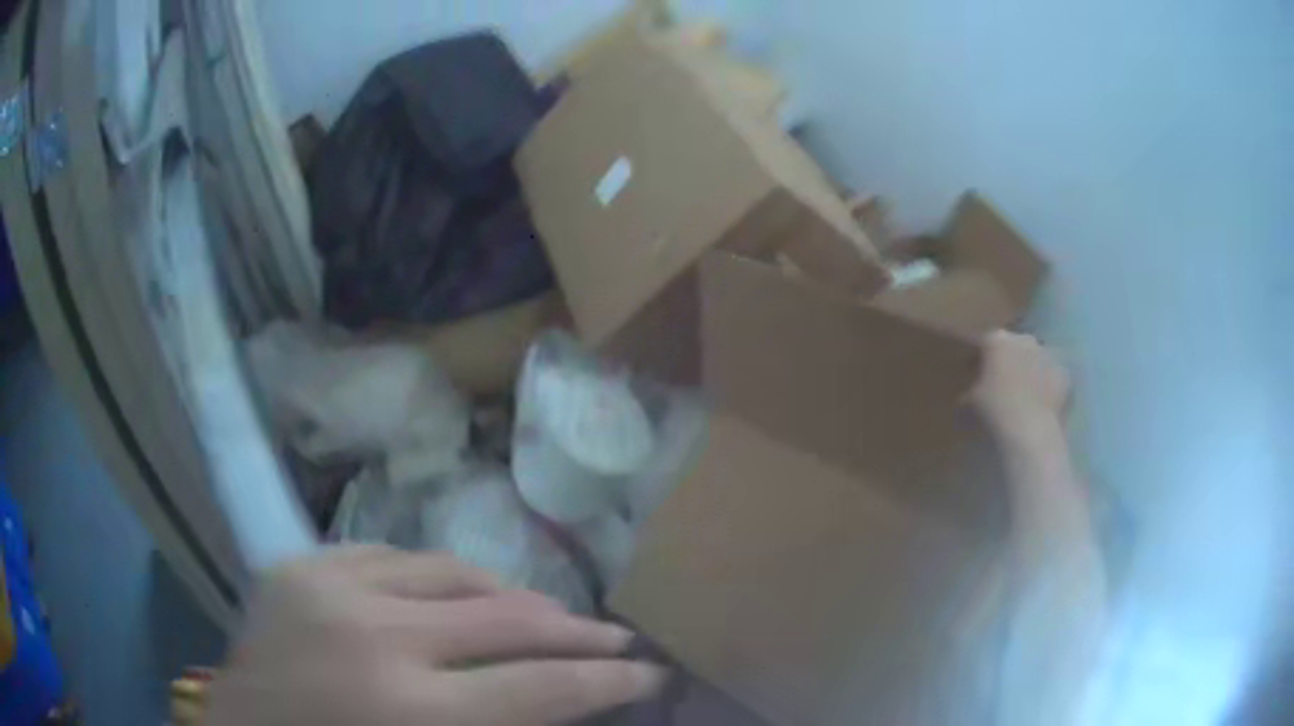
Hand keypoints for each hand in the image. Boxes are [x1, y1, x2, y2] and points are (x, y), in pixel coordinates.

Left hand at [205, 546, 663, 725]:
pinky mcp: (299, 566)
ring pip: (455, 571)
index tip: (650, 672)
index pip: (544, 687)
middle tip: (615, 638)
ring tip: (542, 614)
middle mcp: (372, 638)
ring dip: (512, 597)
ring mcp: (327, 588)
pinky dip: (439, 579)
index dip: (610, 680)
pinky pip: (394, 558)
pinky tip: (455, 597)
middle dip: (577, 631)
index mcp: (407, 714)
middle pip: (509, 618)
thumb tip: (565, 706)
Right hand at [973, 331, 1070, 443]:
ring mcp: (1048, 354)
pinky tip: (1043, 402)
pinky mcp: (1064, 373)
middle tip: (1001, 381)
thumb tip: (968, 393)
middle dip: (1008, 359)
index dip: (977, 357)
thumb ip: (970, 389)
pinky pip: (1053, 376)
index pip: (983, 342)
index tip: (971, 371)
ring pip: (1036, 358)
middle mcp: (1023, 339)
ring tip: (1025, 393)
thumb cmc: (994, 412)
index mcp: (997, 340)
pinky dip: (1049, 385)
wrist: (1031, 432)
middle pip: (1013, 345)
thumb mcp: (969, 402)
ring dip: (1031, 369)